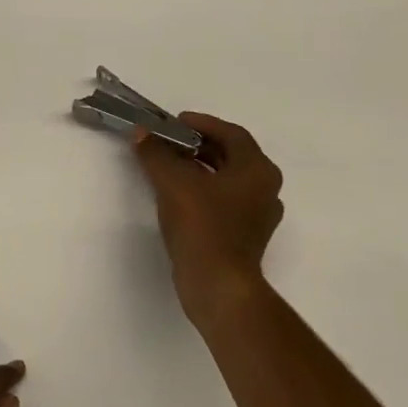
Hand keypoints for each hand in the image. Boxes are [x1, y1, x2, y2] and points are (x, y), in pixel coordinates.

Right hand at [131, 113, 284, 331]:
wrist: (218, 284)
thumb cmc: (202, 224)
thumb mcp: (172, 181)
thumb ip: (156, 152)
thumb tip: (142, 134)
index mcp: (257, 170)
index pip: (232, 134)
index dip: (202, 123)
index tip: (175, 122)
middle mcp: (265, 189)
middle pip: (231, 155)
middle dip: (198, 144)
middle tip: (169, 140)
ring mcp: (258, 215)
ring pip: (227, 179)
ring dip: (199, 167)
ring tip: (168, 164)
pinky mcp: (245, 235)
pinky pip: (224, 200)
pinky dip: (203, 189)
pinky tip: (177, 193)